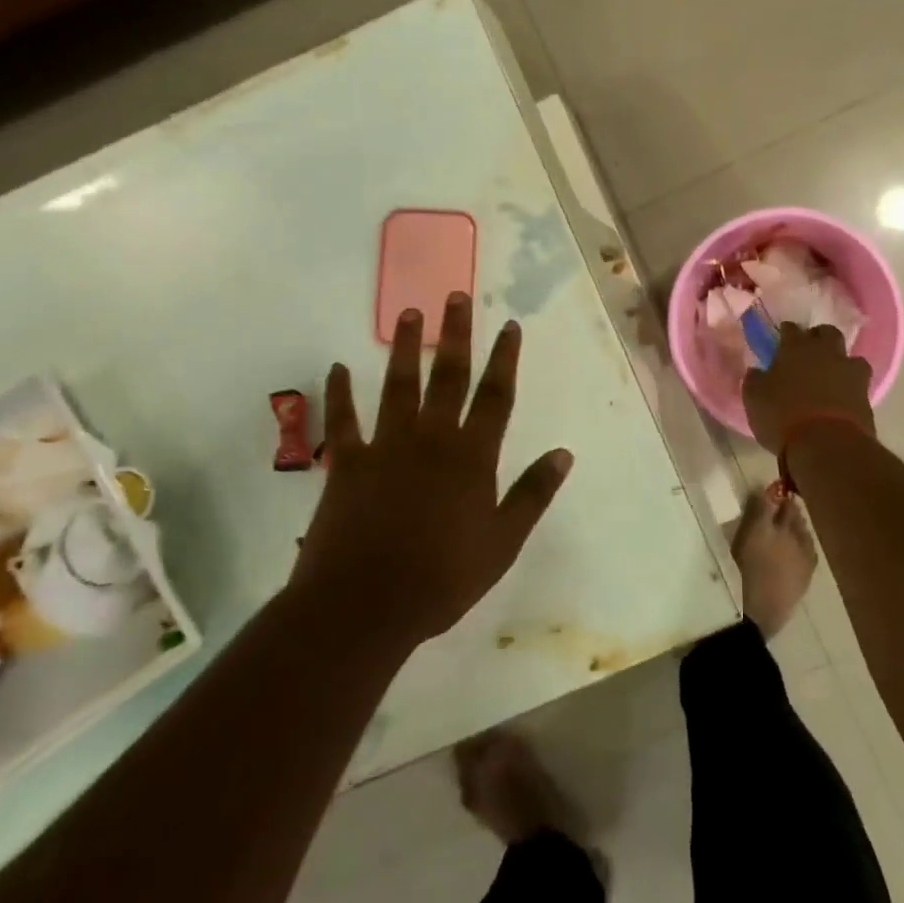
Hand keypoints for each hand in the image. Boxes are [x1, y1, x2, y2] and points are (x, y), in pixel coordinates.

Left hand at [291, 292, 573, 646]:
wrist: (364, 607)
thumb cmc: (442, 578)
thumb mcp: (503, 542)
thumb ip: (533, 494)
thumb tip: (564, 453)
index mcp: (472, 456)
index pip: (496, 395)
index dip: (505, 358)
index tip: (509, 325)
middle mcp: (432, 439)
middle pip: (449, 376)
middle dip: (456, 334)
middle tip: (456, 295)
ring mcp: (386, 447)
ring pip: (398, 385)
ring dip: (406, 348)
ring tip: (410, 313)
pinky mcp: (345, 464)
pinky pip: (343, 421)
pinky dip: (340, 394)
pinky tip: (338, 367)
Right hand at [741, 323, 876, 453]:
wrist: (827, 444)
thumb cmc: (782, 416)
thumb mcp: (754, 399)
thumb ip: (755, 380)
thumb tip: (756, 371)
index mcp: (795, 347)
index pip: (791, 329)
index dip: (786, 333)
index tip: (781, 340)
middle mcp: (825, 352)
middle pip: (827, 333)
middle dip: (819, 338)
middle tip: (810, 352)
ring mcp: (849, 371)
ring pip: (850, 357)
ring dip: (841, 363)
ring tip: (832, 377)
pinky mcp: (866, 394)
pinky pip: (859, 383)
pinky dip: (851, 387)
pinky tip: (843, 397)